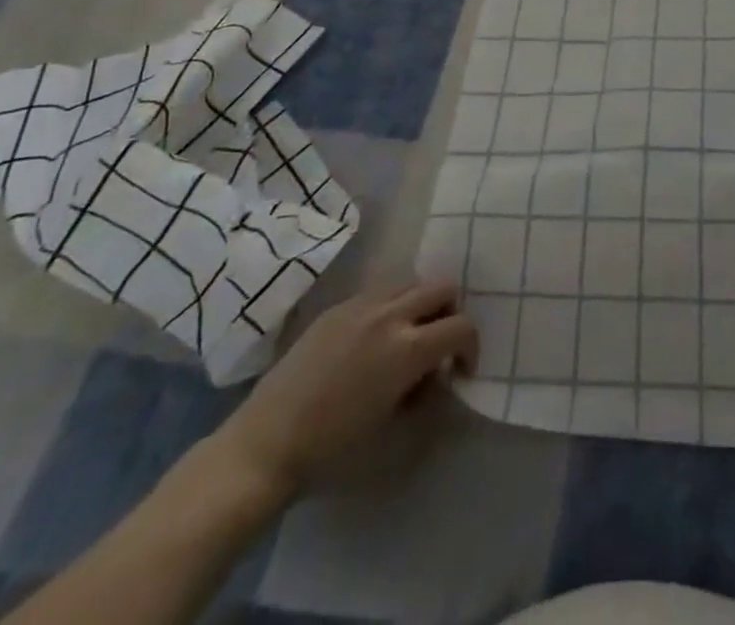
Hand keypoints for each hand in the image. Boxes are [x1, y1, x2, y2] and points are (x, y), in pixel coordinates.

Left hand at [213, 281, 478, 498]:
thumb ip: (427, 399)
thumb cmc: (332, 453)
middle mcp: (390, 314)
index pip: (462, 326)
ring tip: (407, 340)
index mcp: (408, 348)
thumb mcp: (394, 436)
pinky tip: (372, 342)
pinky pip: (379, 291)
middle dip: (451, 314)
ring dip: (421, 305)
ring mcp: (360, 305)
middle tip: (439, 348)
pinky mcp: (336, 308)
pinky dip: (391, 307)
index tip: (460, 372)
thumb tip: (436, 377)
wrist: (263, 448)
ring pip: (411, 282)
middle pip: (442, 288)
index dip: (471, 348)